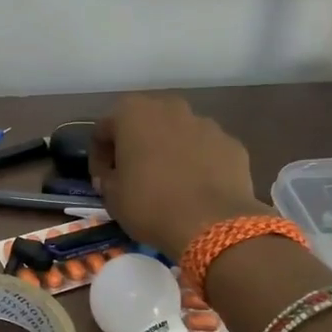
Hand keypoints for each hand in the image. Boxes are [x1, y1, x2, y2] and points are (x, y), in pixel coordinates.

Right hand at [91, 96, 266, 256]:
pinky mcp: (232, 144)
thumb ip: (107, 178)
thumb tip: (112, 176)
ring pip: (179, 133)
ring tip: (169, 183)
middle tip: (134, 175)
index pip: (104, 129)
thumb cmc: (150, 204)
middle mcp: (170, 108)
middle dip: (137, 145)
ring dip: (170, 151)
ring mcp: (206, 123)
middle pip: (145, 123)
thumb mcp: (112, 197)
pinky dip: (199, 163)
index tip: (102, 180)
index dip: (99, 157)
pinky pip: (206, 150)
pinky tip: (197, 189)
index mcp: (132, 113)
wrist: (212, 224)